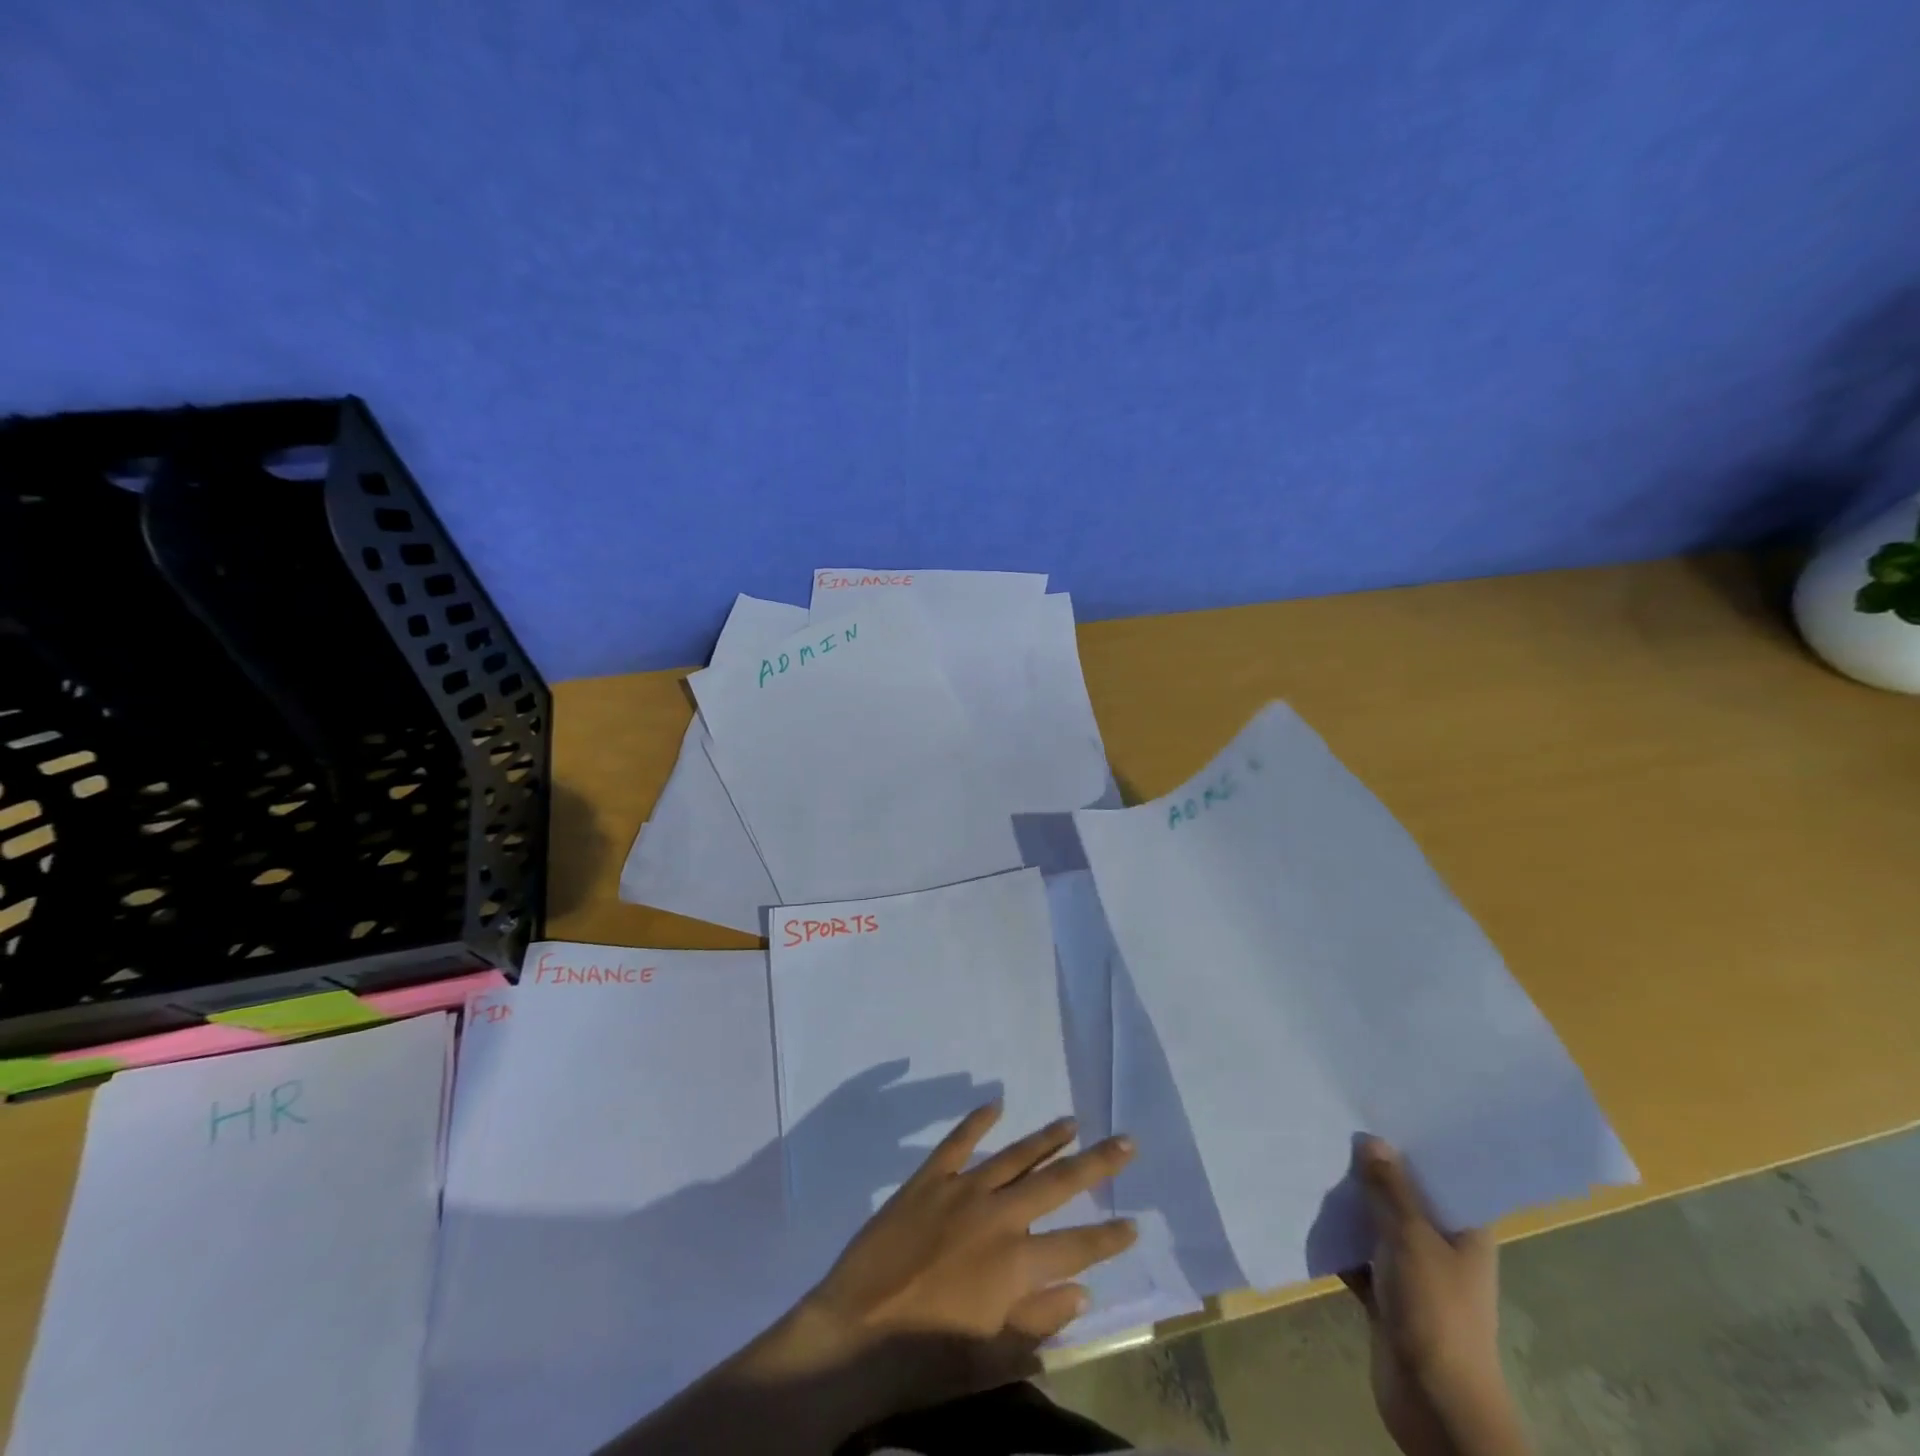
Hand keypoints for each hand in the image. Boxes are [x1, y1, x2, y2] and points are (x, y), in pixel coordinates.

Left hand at [601, 1107, 1137, 1455]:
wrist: (856, 1333)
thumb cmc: (927, 1358)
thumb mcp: (993, 1358)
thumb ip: (1041, 1322)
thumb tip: (1082, 1291)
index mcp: (1017, 1265)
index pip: (1078, 1245)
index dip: (1110, 1236)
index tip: (1135, 1221)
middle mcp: (998, 1217)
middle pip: (1057, 1184)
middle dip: (1096, 1163)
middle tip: (1125, 1141)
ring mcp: (962, 1191)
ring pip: (1015, 1155)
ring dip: (1046, 1137)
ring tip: (1072, 1120)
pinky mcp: (928, 1179)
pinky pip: (957, 1141)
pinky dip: (976, 1120)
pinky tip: (995, 1103)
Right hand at [1342, 1138, 1529, 1455]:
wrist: (1433, 1401)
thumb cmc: (1435, 1309)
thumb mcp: (1411, 1238)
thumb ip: (1391, 1188)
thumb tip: (1373, 1139)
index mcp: (1465, 1232)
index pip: (1442, 1177)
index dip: (1414, 1145)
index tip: (1379, 1110)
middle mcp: (1441, 1247)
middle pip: (1404, 1197)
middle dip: (1372, 1169)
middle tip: (1334, 1124)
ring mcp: (1412, 1272)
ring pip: (1376, 1224)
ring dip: (1349, 1203)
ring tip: (1313, 1156)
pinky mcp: (1384, 1294)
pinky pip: (1356, 1254)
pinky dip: (1336, 1238)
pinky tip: (1305, 1208)